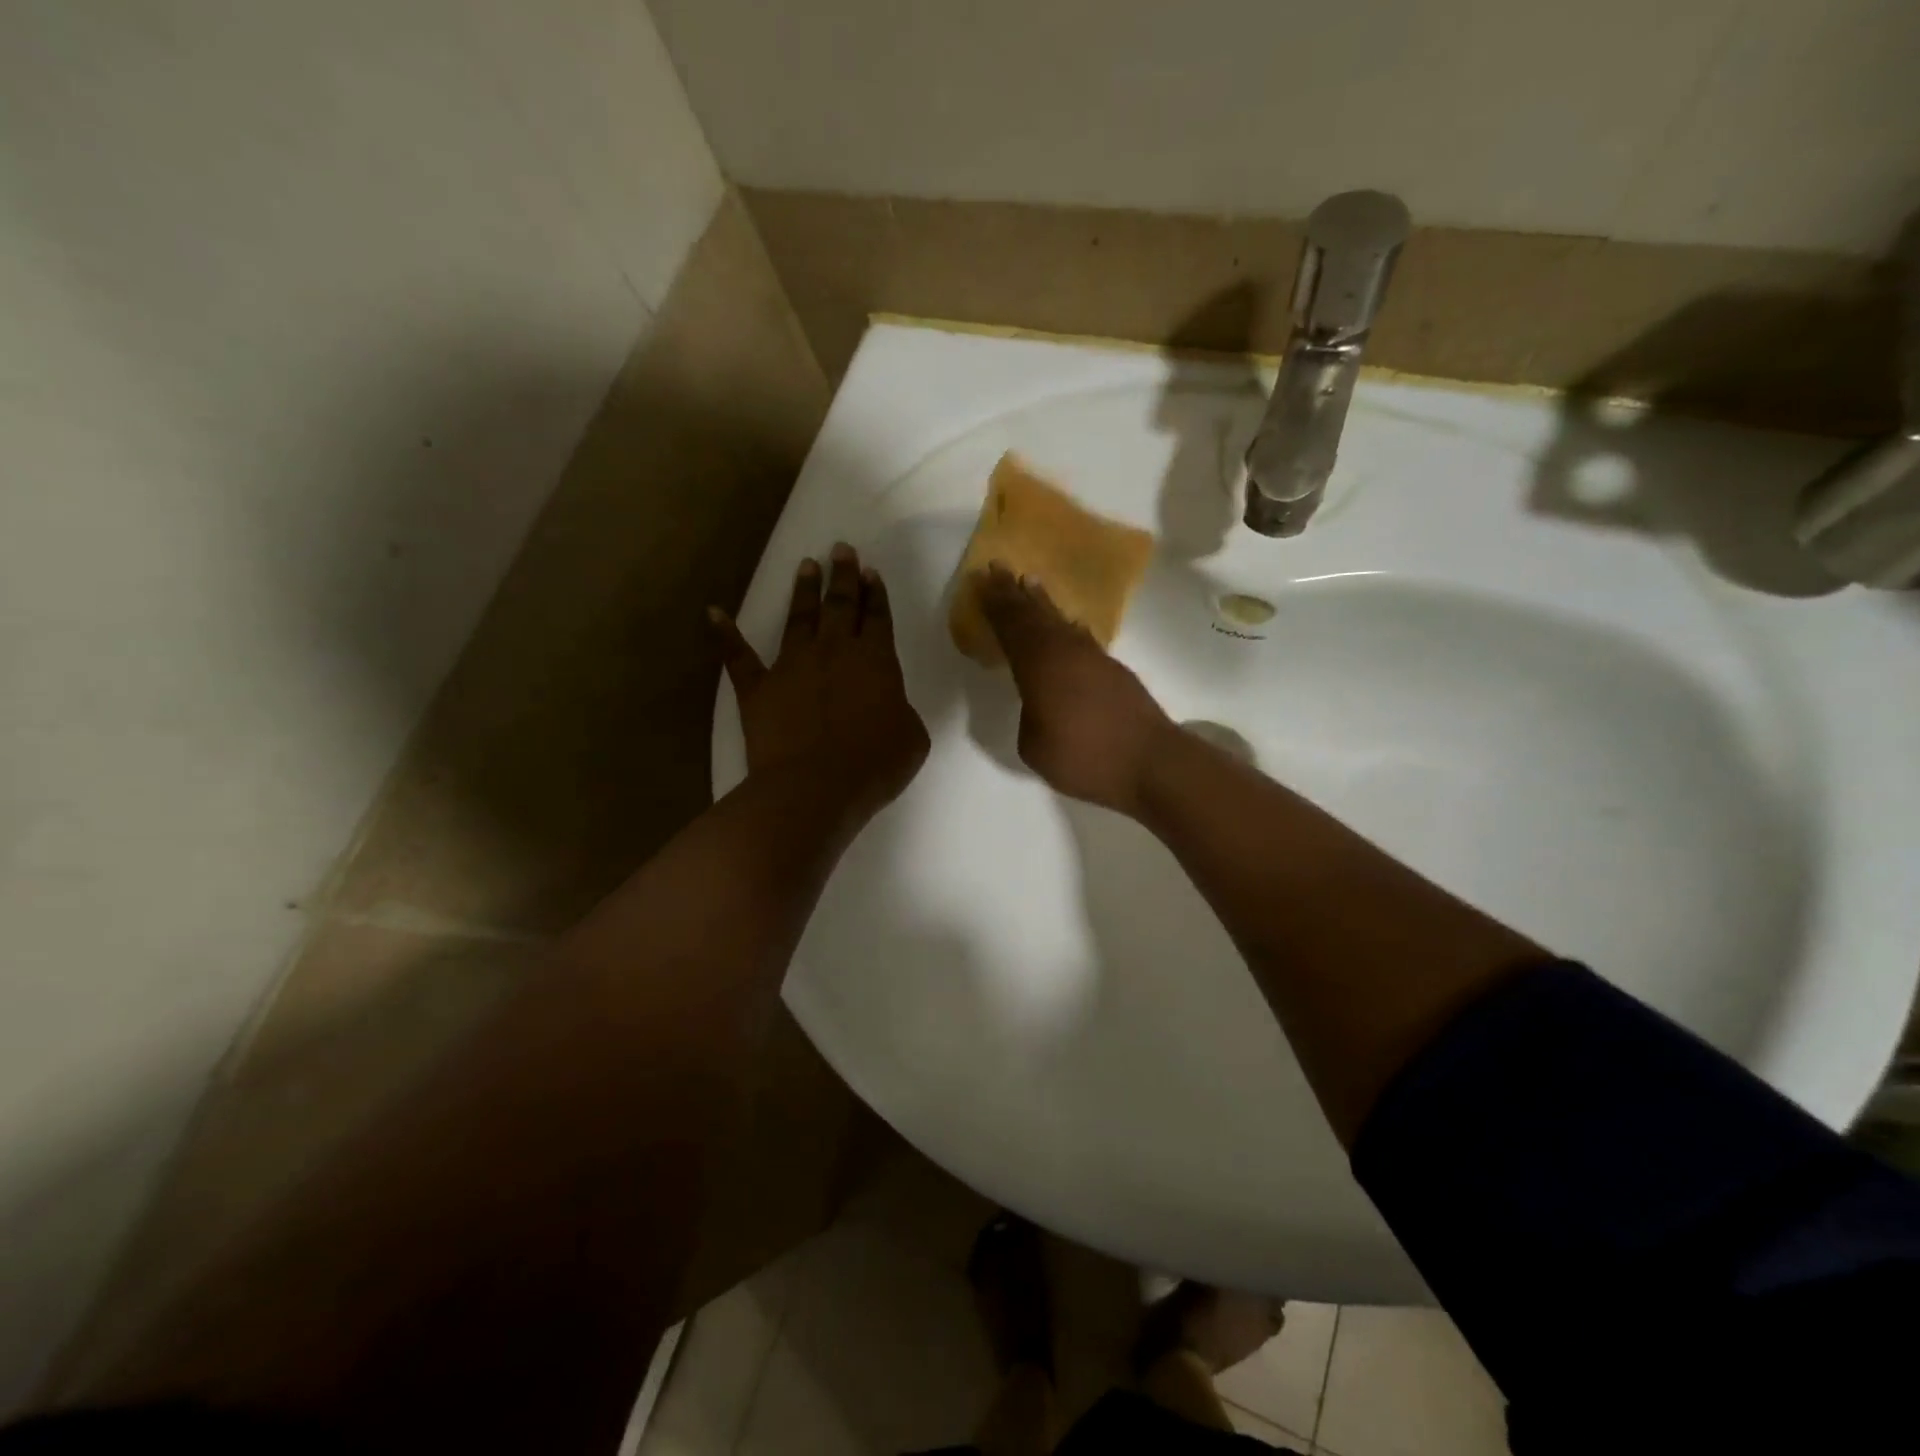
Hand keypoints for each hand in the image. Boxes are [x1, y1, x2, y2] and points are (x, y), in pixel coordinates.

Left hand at [712, 542, 929, 821]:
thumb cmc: (874, 764)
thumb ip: (899, 710)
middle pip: (840, 605)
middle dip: (843, 575)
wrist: (817, 786)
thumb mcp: (911, 737)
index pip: (877, 617)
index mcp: (875, 660)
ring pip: (798, 617)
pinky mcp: (758, 687)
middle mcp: (833, 651)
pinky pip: (738, 656)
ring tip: (806, 565)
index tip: (870, 572)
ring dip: (803, 590)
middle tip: (842, 549)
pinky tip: (713, 613)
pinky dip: (724, 634)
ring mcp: (791, 665)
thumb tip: (888, 705)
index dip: (875, 594)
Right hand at [975, 564, 1175, 815]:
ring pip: (1061, 622)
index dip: (995, 605)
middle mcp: (1067, 652)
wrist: (1151, 763)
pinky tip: (1067, 624)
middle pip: (1036, 615)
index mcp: (1040, 666)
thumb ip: (1029, 716)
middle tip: (999, 569)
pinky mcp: (1114, 671)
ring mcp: (1094, 658)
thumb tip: (1039, 703)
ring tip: (1030, 584)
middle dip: (1015, 593)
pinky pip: (1081, 637)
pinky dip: (1067, 626)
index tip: (982, 581)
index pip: (1012, 628)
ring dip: (1042, 603)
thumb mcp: (1035, 746)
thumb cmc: (1085, 758)